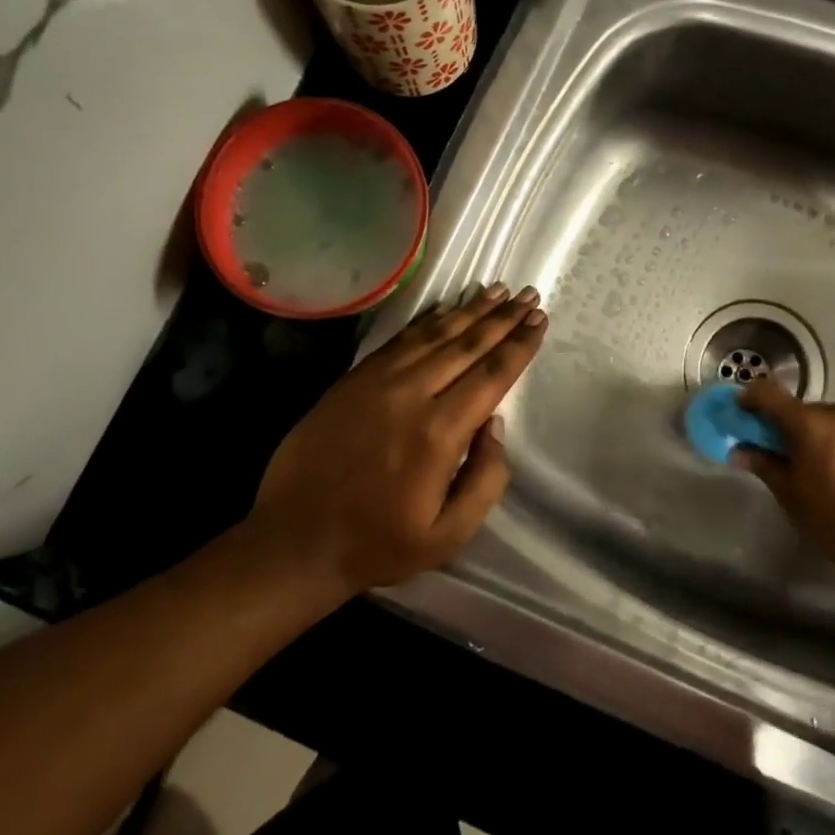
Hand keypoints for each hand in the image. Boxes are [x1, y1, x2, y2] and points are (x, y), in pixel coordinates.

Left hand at [244, 283, 546, 597]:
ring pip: (432, 335)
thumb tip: (494, 424)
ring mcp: (376, 383)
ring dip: (469, 311)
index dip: (519, 345)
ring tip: (496, 291)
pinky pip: (398, 340)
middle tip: (528, 295)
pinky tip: (444, 308)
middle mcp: (410, 395)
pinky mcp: (352, 380)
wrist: (295, 540)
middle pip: (466, 345)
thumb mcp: (449, 534)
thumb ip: (485, 479)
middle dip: (502, 319)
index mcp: (439, 433)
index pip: (490, 376)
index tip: (539, 320)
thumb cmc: (378, 543)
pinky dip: (426, 320)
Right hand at [733, 380, 834, 572]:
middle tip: (791, 460)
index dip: (750, 399)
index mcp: (810, 424)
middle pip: (807, 412)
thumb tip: (739, 450)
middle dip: (794, 429)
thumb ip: (764, 466)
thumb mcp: (791, 497)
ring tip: (831, 474)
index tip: (744, 415)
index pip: (768, 393)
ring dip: (828, 439)